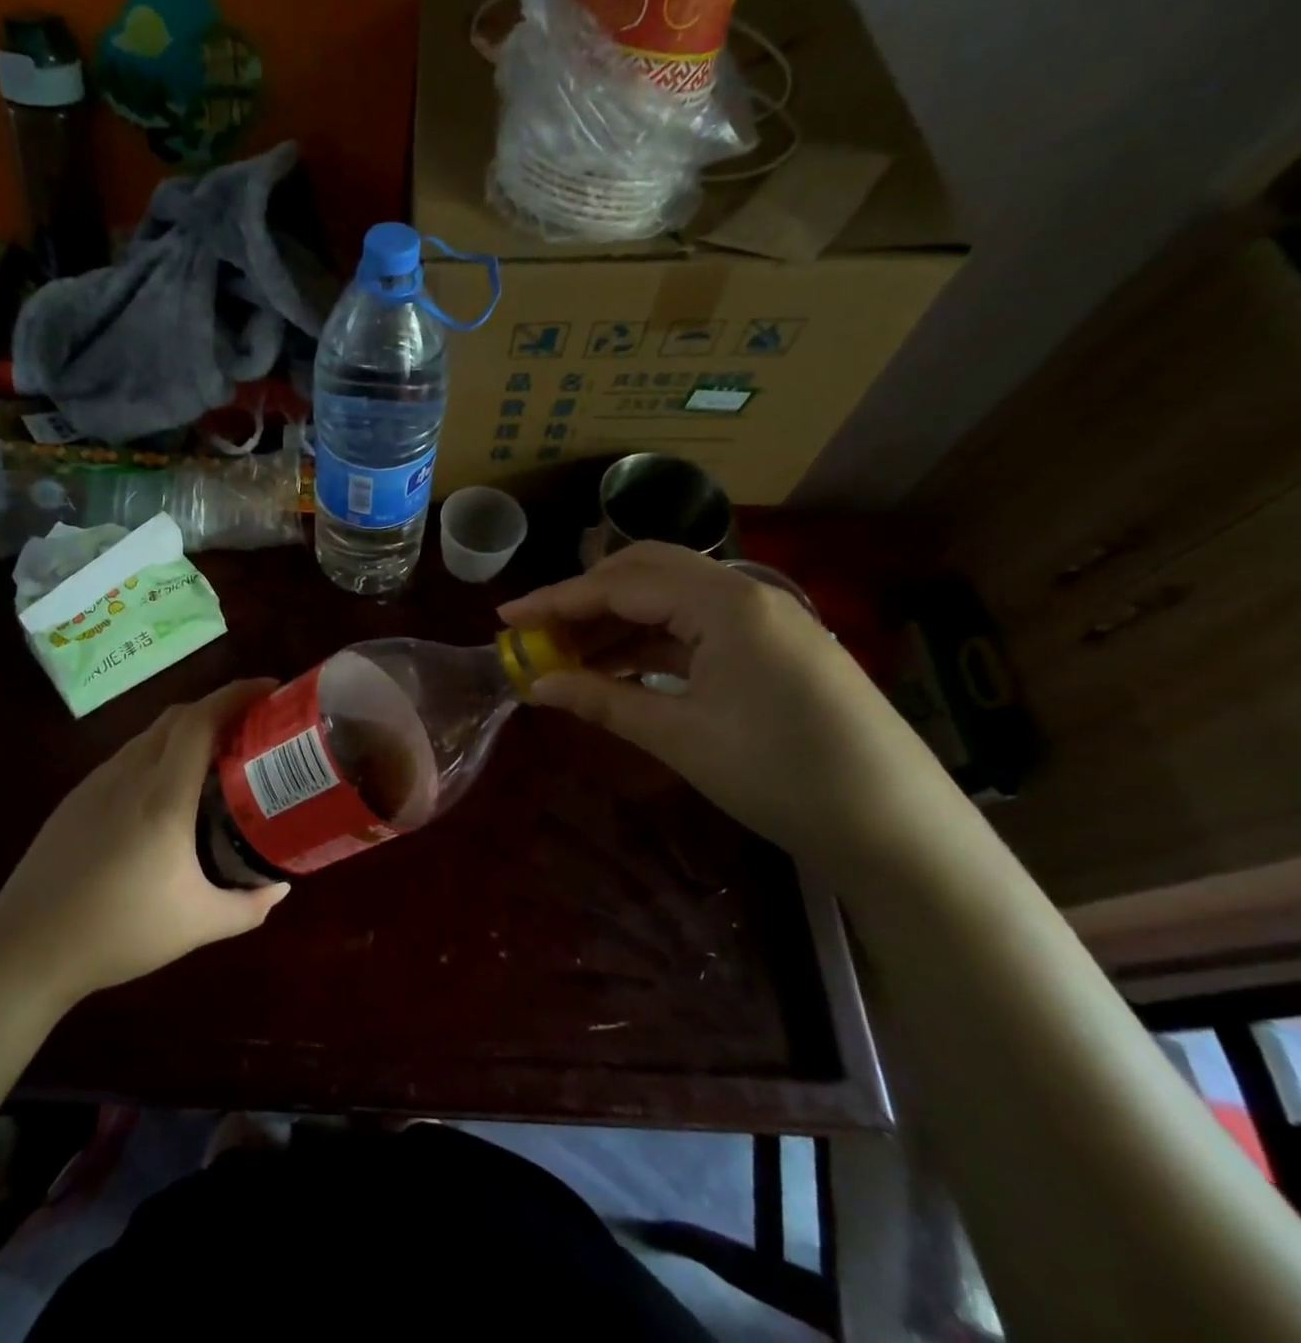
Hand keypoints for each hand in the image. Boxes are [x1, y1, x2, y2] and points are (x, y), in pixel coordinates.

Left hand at [0, 680, 288, 1002]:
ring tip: (216, 756)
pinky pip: (129, 756)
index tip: (270, 690)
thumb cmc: (119, 933)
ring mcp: (98, 782)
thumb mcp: (198, 925)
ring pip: (151, 734)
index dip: (237, 694)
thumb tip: (281, 887)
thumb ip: (250, 906)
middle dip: (219, 707)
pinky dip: (160, 752)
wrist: (26, 949)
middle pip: (179, 716)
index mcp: (164, 796)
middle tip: (253, 725)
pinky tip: (167, 790)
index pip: (202, 720)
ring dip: (188, 730)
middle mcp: (130, 774)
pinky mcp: (77, 797)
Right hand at [499, 543, 977, 888]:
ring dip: (615, 621)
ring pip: (670, 599)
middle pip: (645, 572)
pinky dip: (650, 642)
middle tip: (537, 632)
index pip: (621, 584)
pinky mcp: (772, 647)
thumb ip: (602, 700)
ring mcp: (763, 619)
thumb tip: (536, 685)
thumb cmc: (781, 776)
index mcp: (724, 603)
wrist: (897, 829)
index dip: (556, 600)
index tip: (505, 618)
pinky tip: (619, 669)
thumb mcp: (680, 736)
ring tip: (566, 656)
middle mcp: (745, 593)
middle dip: (584, 598)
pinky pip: (695, 627)